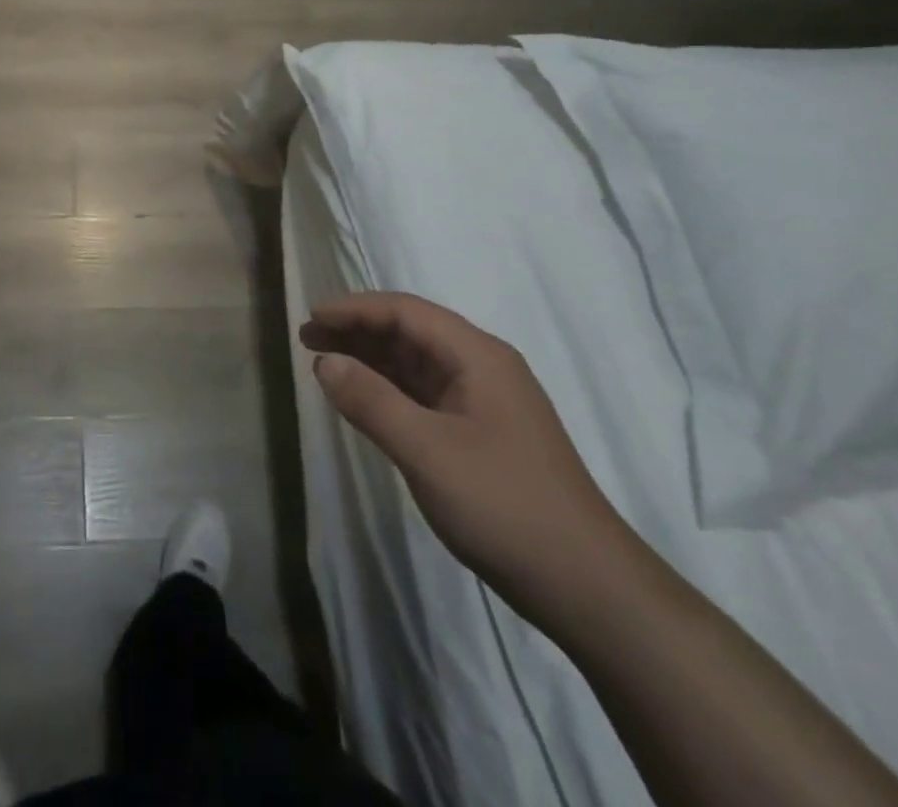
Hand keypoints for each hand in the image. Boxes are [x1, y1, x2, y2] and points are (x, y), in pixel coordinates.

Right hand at [301, 293, 633, 624]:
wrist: (589, 588)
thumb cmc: (505, 506)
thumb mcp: (427, 451)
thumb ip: (372, 401)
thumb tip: (325, 362)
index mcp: (478, 357)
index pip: (406, 311)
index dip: (355, 309)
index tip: (312, 317)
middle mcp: (483, 368)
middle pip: (411, 331)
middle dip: (358, 330)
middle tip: (307, 337)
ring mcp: (485, 403)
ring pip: (416, 363)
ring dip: (370, 358)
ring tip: (324, 362)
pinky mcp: (482, 434)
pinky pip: (425, 394)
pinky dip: (389, 389)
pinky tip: (364, 398)